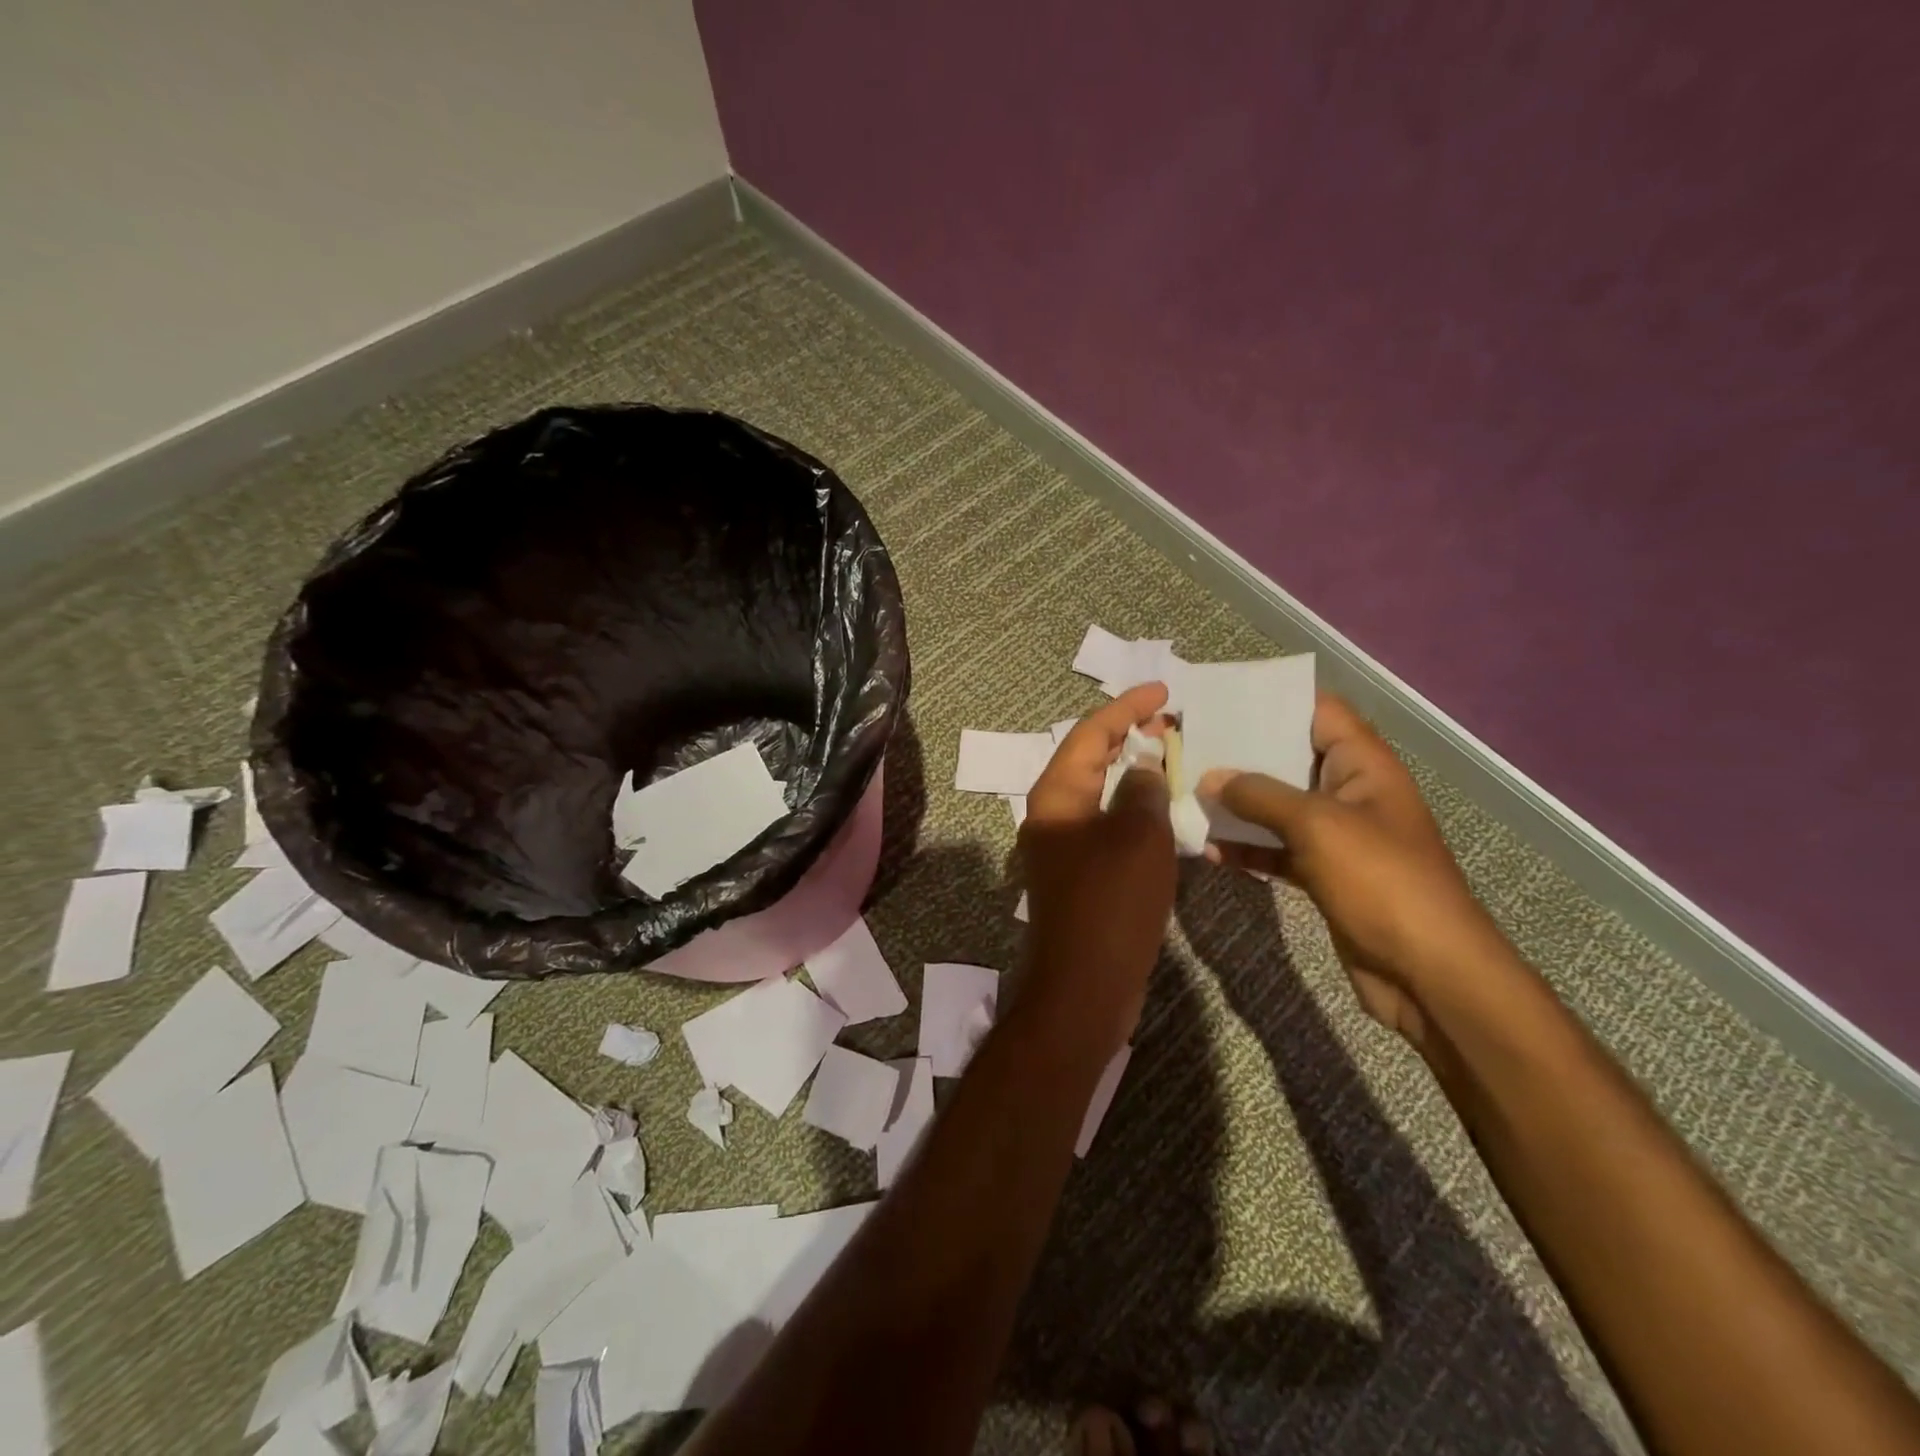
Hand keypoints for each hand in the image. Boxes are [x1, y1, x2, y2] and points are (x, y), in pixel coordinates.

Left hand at [1018, 684, 1176, 1050]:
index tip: (1162, 690)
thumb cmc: (1110, 904)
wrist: (1084, 986)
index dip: (1126, 707)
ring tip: (1173, 757)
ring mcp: (1063, 846)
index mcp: (1057, 795)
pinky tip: (1163, 811)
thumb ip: (1142, 792)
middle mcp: (1052, 814)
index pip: (1090, 733)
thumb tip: (1144, 769)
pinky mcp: (1079, 874)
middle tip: (1172, 722)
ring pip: (1100, 793)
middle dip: (1129, 736)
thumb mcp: (1137, 837)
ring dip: (1133, 773)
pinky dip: (1133, 810)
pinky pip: (1107, 825)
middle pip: (1090, 759)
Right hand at [1197, 694, 1508, 1049]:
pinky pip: (1277, 849)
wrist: (1428, 974)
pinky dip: (1246, 847)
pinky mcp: (1324, 875)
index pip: (1319, 712)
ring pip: (1278, 807)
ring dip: (1237, 803)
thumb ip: (1260, 795)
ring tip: (1186, 793)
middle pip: (1290, 758)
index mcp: (1363, 766)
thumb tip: (1211, 777)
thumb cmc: (1381, 881)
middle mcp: (1350, 793)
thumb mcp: (1317, 825)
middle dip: (1242, 753)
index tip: (1221, 697)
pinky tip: (1207, 849)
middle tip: (1188, 743)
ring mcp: (1337, 837)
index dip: (1275, 699)